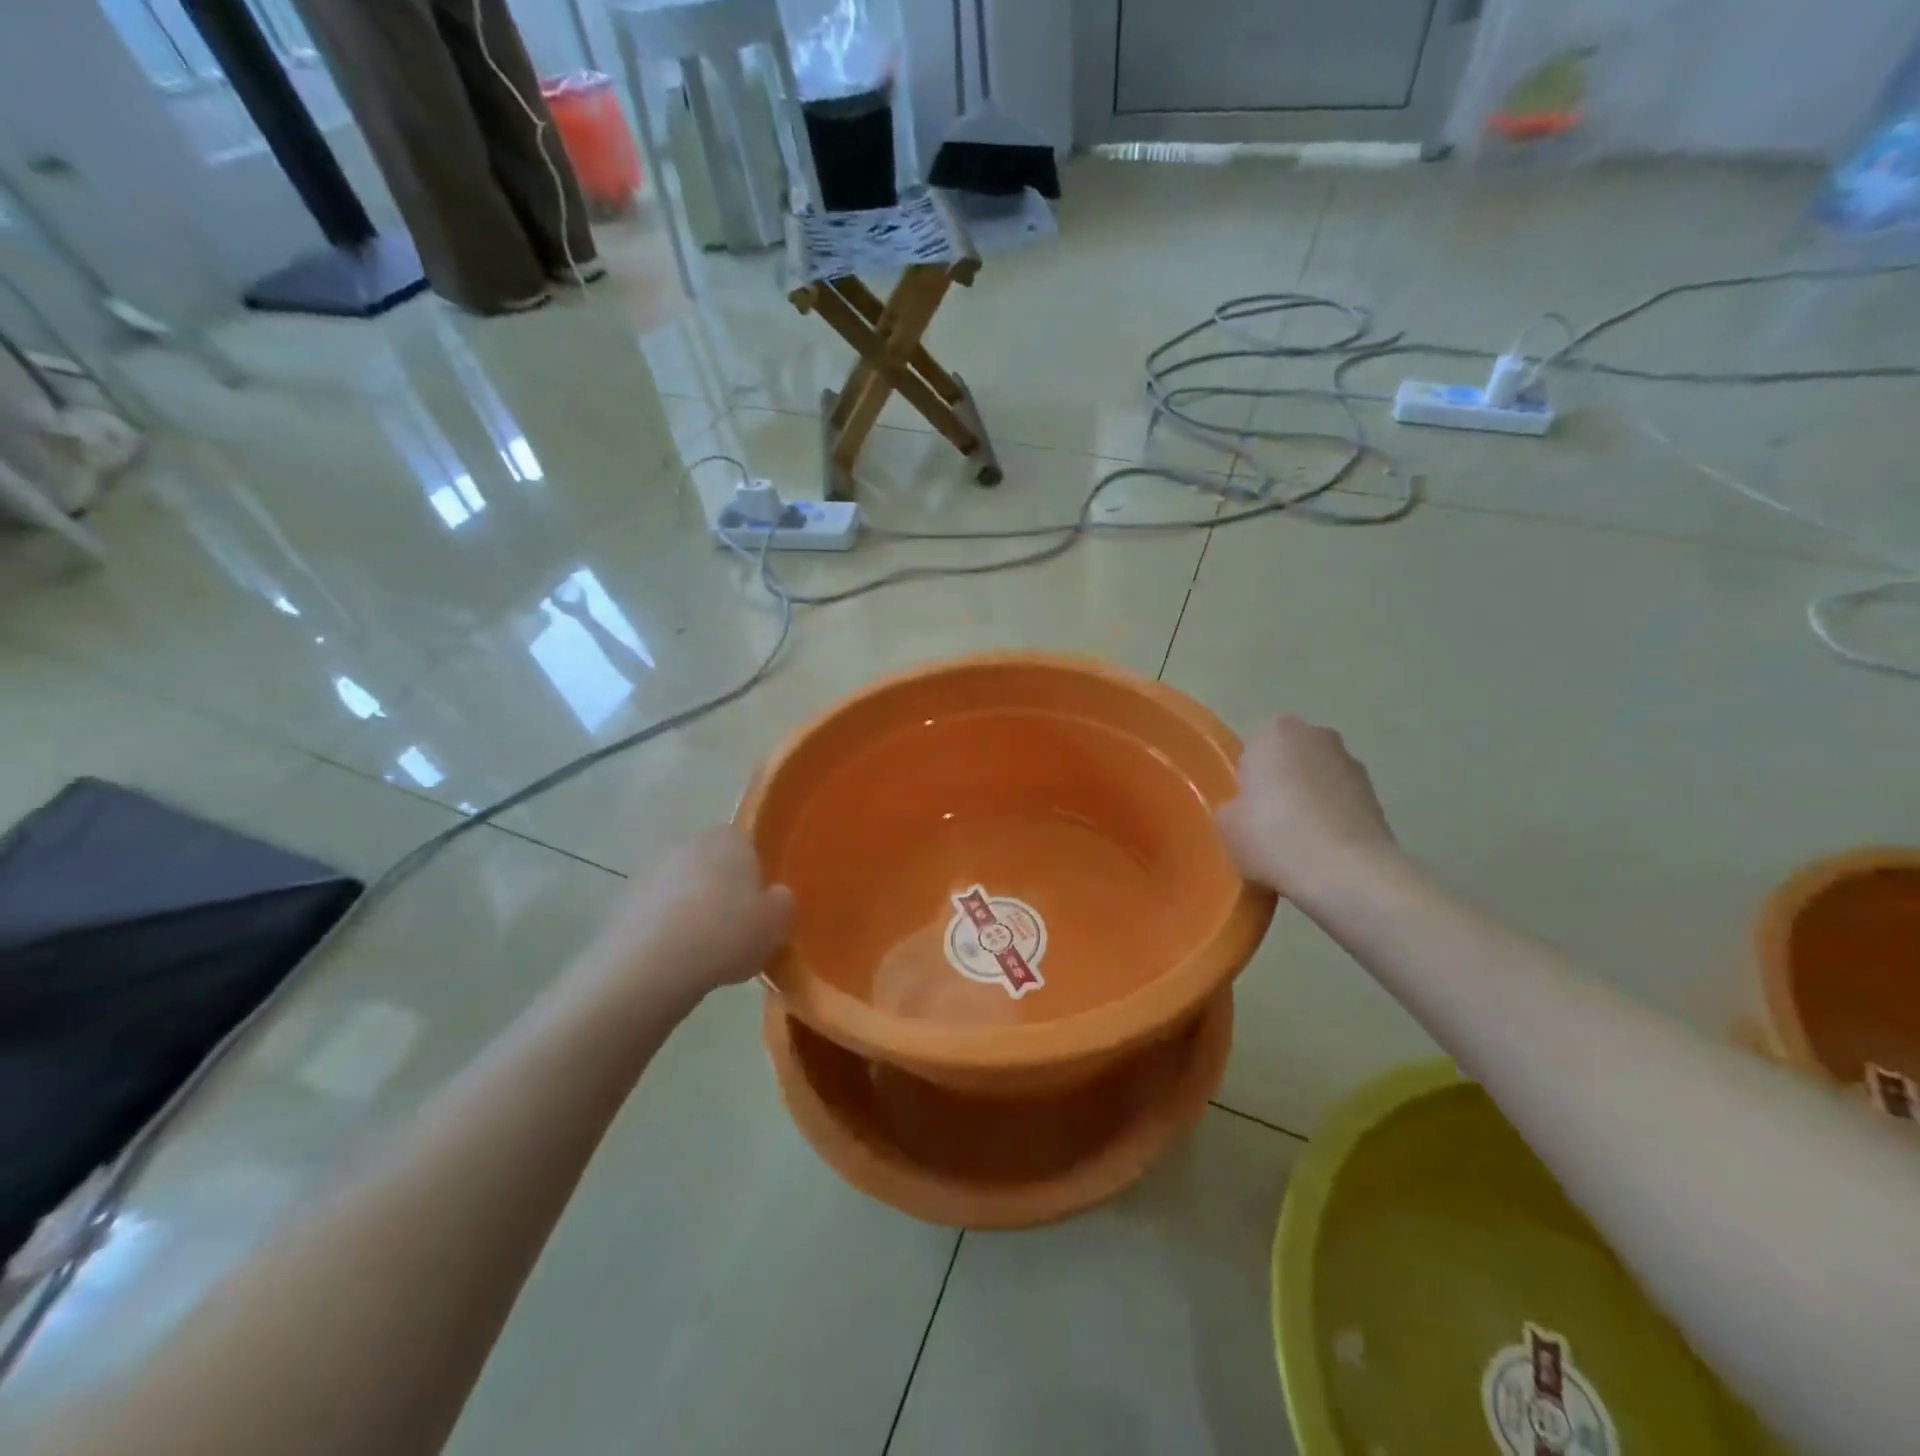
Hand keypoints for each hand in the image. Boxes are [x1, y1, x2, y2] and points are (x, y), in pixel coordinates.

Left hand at [578, 828, 793, 1008]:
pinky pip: (659, 914)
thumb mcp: (776, 922)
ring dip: (693, 912)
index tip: (759, 908)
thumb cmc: (726, 933)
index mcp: (729, 839)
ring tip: (706, 953)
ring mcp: (652, 872)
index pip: (747, 846)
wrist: (652, 965)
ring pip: (684, 890)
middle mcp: (689, 844)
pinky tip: (678, 962)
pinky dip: (668, 931)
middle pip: (713, 866)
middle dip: (722, 892)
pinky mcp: (625, 903)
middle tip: (735, 929)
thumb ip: (782, 902)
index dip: (755, 876)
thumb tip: (775, 897)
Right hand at [1215, 715, 1399, 902]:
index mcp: (1276, 732)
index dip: (1247, 780)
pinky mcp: (1377, 796)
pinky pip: (1341, 804)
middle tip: (1268, 824)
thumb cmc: (1274, 837)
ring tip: (1299, 843)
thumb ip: (1232, 807)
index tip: (1247, 809)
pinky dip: (1332, 820)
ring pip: (1317, 780)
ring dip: (1309, 801)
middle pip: (1288, 760)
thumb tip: (1247, 812)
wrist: (1347, 873)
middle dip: (1281, 784)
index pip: (1252, 749)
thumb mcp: (1226, 825)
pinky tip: (1323, 852)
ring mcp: (1353, 765)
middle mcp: (1318, 735)